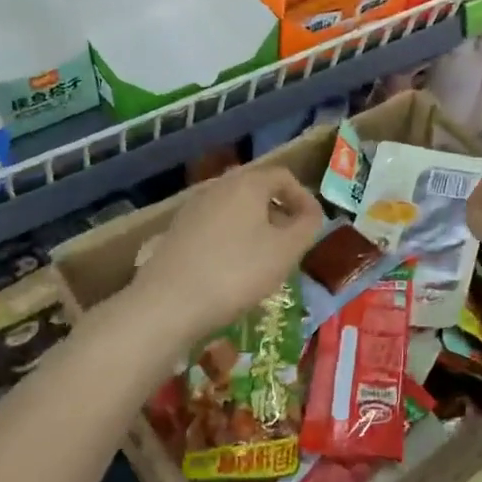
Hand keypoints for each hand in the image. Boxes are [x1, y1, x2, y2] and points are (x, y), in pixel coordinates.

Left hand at [132, 164, 323, 346]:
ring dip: (255, 227)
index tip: (314, 226)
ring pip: (235, 209)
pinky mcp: (176, 231)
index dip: (304, 198)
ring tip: (265, 259)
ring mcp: (193, 208)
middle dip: (279, 213)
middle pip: (257, 190)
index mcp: (247, 183)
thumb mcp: (285, 251)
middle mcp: (217, 186)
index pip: (284, 176)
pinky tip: (232, 269)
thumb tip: (311, 214)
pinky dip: (232, 239)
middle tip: (291, 243)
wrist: (167, 304)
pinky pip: (215, 226)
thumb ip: (307, 226)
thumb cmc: (236, 272)